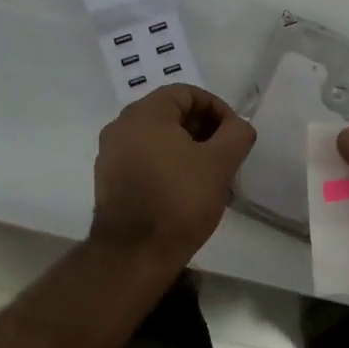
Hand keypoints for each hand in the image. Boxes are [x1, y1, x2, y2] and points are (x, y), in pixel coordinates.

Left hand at [90, 85, 255, 267]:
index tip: (234, 134)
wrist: (134, 254)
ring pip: (158, 139)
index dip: (217, 108)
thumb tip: (238, 126)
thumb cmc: (179, 200)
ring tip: (210, 175)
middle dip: (203, 129)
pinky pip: (144, 159)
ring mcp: (111, 155)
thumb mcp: (220, 163)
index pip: (186, 93)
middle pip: (170, 114)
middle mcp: (121, 127)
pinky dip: (168, 165)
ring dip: (187, 149)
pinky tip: (186, 190)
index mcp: (145, 114)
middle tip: (226, 155)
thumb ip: (237, 134)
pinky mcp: (109, 181)